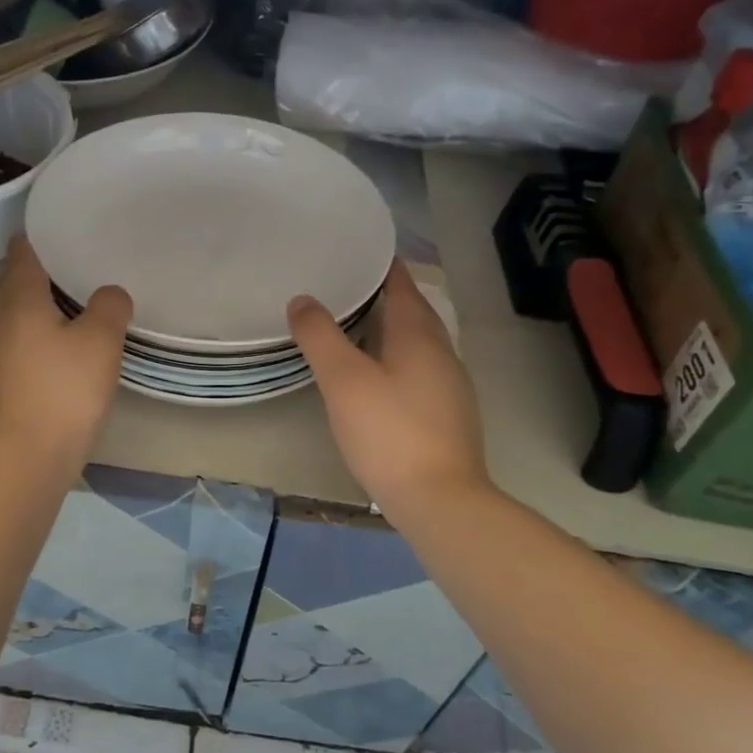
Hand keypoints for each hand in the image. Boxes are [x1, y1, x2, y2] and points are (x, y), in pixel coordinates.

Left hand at [0, 236, 132, 469]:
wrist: (23, 460)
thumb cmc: (62, 391)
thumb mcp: (100, 342)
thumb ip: (109, 308)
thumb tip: (109, 293)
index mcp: (19, 303)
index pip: (21, 256)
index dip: (35, 239)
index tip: (54, 230)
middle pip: (12, 288)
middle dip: (35, 275)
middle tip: (68, 268)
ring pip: (12, 323)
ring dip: (34, 312)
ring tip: (67, 310)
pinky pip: (15, 353)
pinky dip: (33, 344)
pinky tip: (55, 358)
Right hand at [289, 262, 488, 515]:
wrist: (440, 501)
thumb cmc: (389, 433)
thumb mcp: (343, 380)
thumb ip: (320, 336)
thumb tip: (302, 299)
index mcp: (419, 336)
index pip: (404, 286)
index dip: (385, 266)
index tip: (361, 252)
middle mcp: (442, 353)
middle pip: (416, 312)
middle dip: (388, 296)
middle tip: (350, 286)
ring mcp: (450, 386)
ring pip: (420, 343)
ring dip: (394, 328)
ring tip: (358, 326)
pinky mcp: (449, 415)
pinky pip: (422, 369)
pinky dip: (399, 358)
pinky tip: (379, 377)